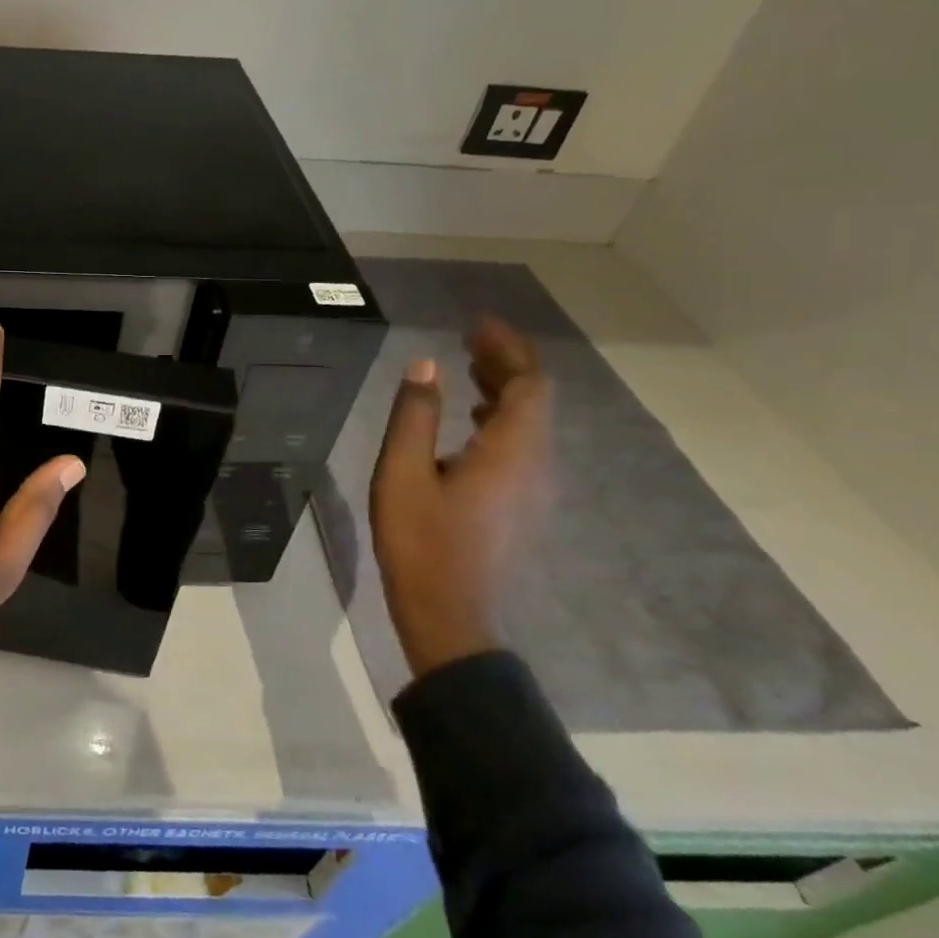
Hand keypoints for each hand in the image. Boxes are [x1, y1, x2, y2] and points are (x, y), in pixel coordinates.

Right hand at [369, 316, 552, 678]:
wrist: (448, 613)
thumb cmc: (421, 540)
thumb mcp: (402, 472)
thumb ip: (416, 415)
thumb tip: (425, 365)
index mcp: (511, 451)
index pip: (529, 383)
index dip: (508, 348)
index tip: (477, 325)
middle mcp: (536, 464)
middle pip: (535, 400)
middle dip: (506, 363)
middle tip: (468, 340)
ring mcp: (534, 488)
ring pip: (531, 424)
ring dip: (504, 391)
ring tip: (467, 369)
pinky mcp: (522, 505)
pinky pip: (523, 445)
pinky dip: (502, 419)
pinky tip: (472, 422)